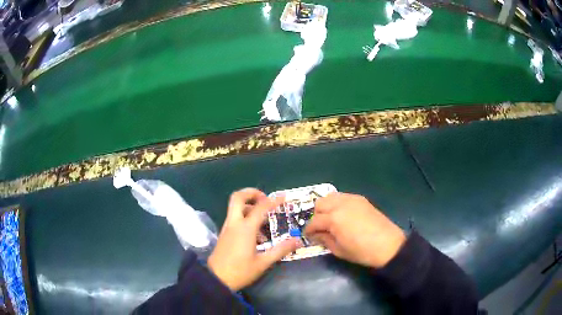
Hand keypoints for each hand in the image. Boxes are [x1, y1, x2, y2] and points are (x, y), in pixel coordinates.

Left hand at [208, 188, 299, 290]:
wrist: (216, 279)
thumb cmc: (240, 271)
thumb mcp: (263, 262)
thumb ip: (280, 250)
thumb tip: (297, 240)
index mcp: (245, 229)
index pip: (261, 208)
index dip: (273, 201)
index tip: (284, 197)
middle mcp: (234, 223)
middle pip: (238, 197)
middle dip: (252, 193)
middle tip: (265, 199)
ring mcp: (227, 228)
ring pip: (235, 207)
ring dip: (249, 207)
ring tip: (265, 223)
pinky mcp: (224, 234)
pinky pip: (235, 218)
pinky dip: (245, 217)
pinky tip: (256, 235)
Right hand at [305, 192, 405, 267]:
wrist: (388, 245)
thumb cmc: (362, 252)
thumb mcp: (339, 250)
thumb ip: (324, 239)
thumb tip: (316, 235)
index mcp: (334, 218)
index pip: (314, 221)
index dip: (309, 230)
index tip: (308, 236)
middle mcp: (340, 204)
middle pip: (320, 203)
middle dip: (316, 216)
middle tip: (320, 228)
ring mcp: (352, 199)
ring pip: (330, 197)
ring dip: (326, 207)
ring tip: (330, 220)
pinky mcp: (361, 199)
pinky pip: (343, 197)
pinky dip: (338, 204)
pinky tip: (343, 215)